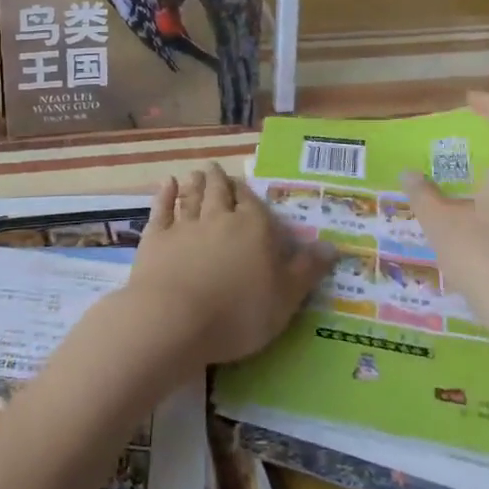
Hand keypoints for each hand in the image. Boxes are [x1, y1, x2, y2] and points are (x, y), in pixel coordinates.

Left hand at [124, 164, 334, 367]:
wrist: (174, 319)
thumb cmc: (238, 313)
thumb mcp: (285, 299)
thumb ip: (307, 270)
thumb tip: (332, 246)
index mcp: (254, 228)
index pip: (254, 203)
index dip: (249, 195)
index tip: (245, 187)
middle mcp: (220, 218)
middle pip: (221, 192)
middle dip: (220, 181)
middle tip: (216, 169)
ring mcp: (185, 225)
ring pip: (193, 196)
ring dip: (196, 183)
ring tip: (197, 173)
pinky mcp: (156, 238)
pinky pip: (162, 209)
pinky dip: (164, 195)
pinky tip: (166, 184)